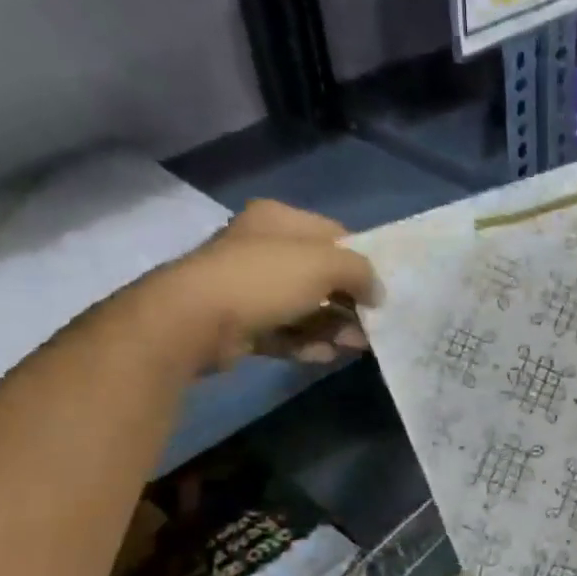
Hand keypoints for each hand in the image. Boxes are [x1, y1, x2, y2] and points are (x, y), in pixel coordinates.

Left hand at [137, 200, 379, 373]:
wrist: (194, 320)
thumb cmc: (264, 279)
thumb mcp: (325, 264)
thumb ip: (362, 272)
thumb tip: (378, 292)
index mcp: (278, 220)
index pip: (334, 235)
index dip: (362, 260)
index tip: (382, 288)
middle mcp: (261, 248)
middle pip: (320, 275)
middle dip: (349, 302)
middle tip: (373, 324)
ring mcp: (248, 287)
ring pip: (304, 307)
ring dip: (333, 327)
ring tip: (354, 347)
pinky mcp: (240, 323)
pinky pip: (284, 333)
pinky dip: (307, 343)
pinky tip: (327, 356)